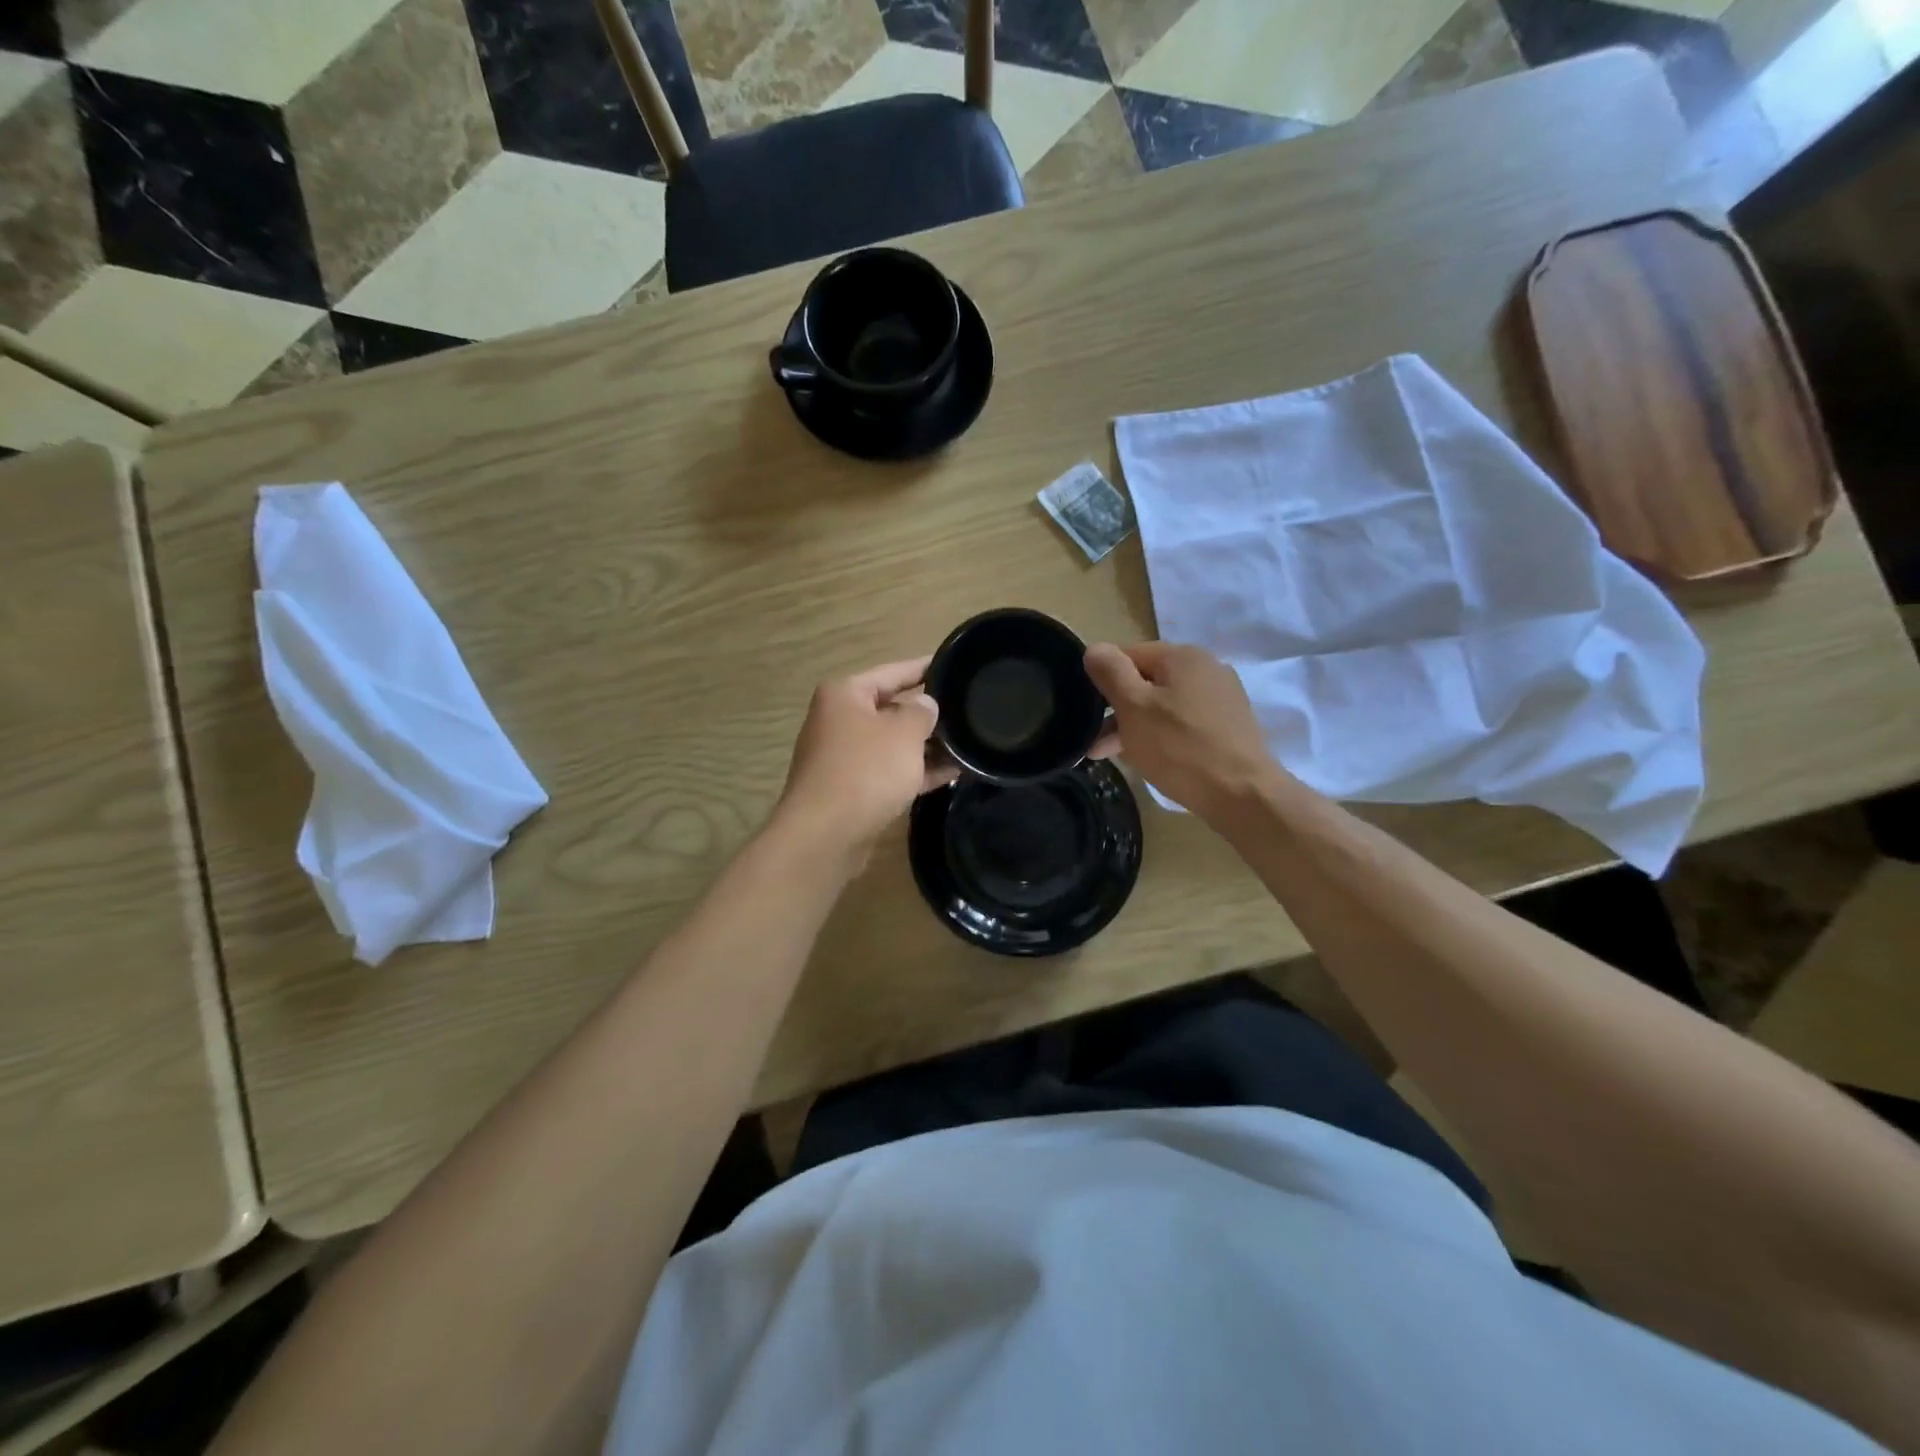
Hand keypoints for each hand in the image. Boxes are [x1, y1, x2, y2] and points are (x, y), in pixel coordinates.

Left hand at [774, 656, 957, 864]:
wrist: (825, 835)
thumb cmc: (865, 771)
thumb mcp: (903, 733)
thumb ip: (921, 712)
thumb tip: (925, 704)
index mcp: (845, 694)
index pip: (893, 671)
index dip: (925, 668)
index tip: (955, 665)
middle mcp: (839, 720)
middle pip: (891, 707)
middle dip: (927, 712)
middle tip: (968, 711)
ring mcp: (843, 756)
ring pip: (892, 743)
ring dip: (925, 746)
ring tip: (967, 744)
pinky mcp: (851, 788)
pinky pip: (888, 771)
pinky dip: (915, 771)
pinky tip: (950, 773)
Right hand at [1084, 641, 1284, 821]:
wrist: (1243, 794)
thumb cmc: (1180, 748)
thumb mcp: (1133, 707)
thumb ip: (1110, 672)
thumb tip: (1094, 649)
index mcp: (1183, 655)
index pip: (1127, 655)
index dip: (1103, 681)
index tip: (1089, 713)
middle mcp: (1206, 667)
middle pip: (1147, 681)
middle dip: (1118, 710)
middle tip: (1096, 745)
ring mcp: (1221, 697)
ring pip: (1164, 705)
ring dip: (1136, 726)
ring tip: (1113, 756)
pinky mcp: (1229, 725)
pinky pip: (1184, 722)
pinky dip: (1163, 736)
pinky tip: (1150, 759)